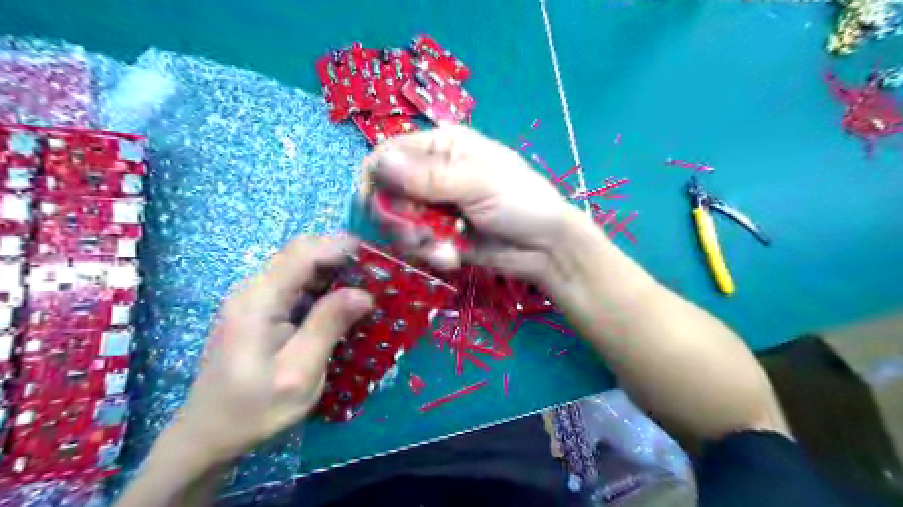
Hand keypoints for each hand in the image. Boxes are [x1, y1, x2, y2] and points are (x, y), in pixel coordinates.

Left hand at [167, 236, 374, 465]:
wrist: (207, 436)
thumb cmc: (254, 409)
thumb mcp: (299, 372)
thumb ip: (328, 326)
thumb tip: (364, 294)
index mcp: (259, 301)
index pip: (303, 253)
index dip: (339, 246)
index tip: (375, 255)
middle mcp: (252, 291)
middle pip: (298, 253)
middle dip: (339, 255)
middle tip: (374, 272)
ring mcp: (252, 300)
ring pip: (297, 267)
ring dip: (332, 270)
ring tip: (364, 285)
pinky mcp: (257, 311)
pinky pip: (293, 285)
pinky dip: (321, 286)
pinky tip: (339, 302)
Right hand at [365, 125, 582, 282]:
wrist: (546, 248)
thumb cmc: (521, 202)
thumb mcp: (478, 185)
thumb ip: (429, 178)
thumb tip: (380, 163)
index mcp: (443, 147)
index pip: (389, 154)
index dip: (377, 179)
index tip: (378, 205)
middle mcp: (433, 174)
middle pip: (387, 192)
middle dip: (399, 219)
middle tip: (420, 234)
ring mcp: (435, 207)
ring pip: (398, 223)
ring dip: (416, 241)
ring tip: (445, 250)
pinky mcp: (439, 235)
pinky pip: (416, 245)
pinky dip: (430, 254)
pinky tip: (452, 258)